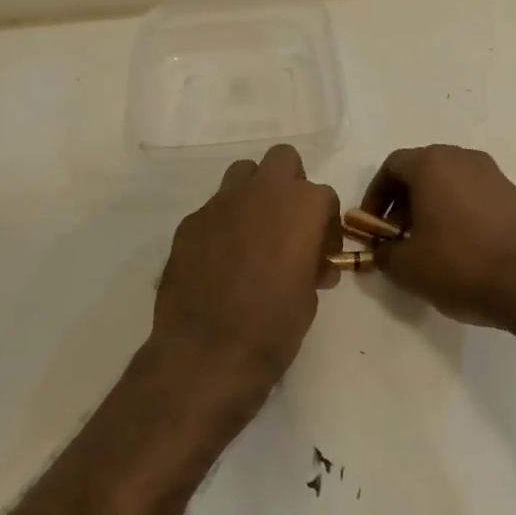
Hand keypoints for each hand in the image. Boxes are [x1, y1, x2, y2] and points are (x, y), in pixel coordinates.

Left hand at [151, 145, 340, 407]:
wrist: (206, 355)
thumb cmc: (272, 329)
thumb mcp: (308, 299)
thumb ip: (311, 265)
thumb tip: (309, 263)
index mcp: (301, 207)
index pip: (323, 196)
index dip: (326, 224)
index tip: (322, 254)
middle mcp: (261, 192)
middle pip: (282, 160)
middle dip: (290, 183)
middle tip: (288, 223)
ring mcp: (220, 203)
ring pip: (243, 173)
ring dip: (253, 194)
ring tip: (253, 233)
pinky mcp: (189, 222)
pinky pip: (213, 209)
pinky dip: (222, 225)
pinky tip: (219, 260)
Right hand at [362, 145, 515, 330]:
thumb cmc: (460, 264)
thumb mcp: (406, 267)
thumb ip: (384, 253)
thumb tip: (383, 249)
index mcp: (431, 164)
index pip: (392, 166)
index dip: (375, 196)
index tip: (372, 226)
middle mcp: (462, 158)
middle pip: (422, 171)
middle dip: (403, 202)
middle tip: (398, 237)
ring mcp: (493, 174)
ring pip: (449, 182)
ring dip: (431, 207)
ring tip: (428, 245)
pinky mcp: (514, 195)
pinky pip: (474, 196)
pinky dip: (459, 213)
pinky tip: (461, 249)